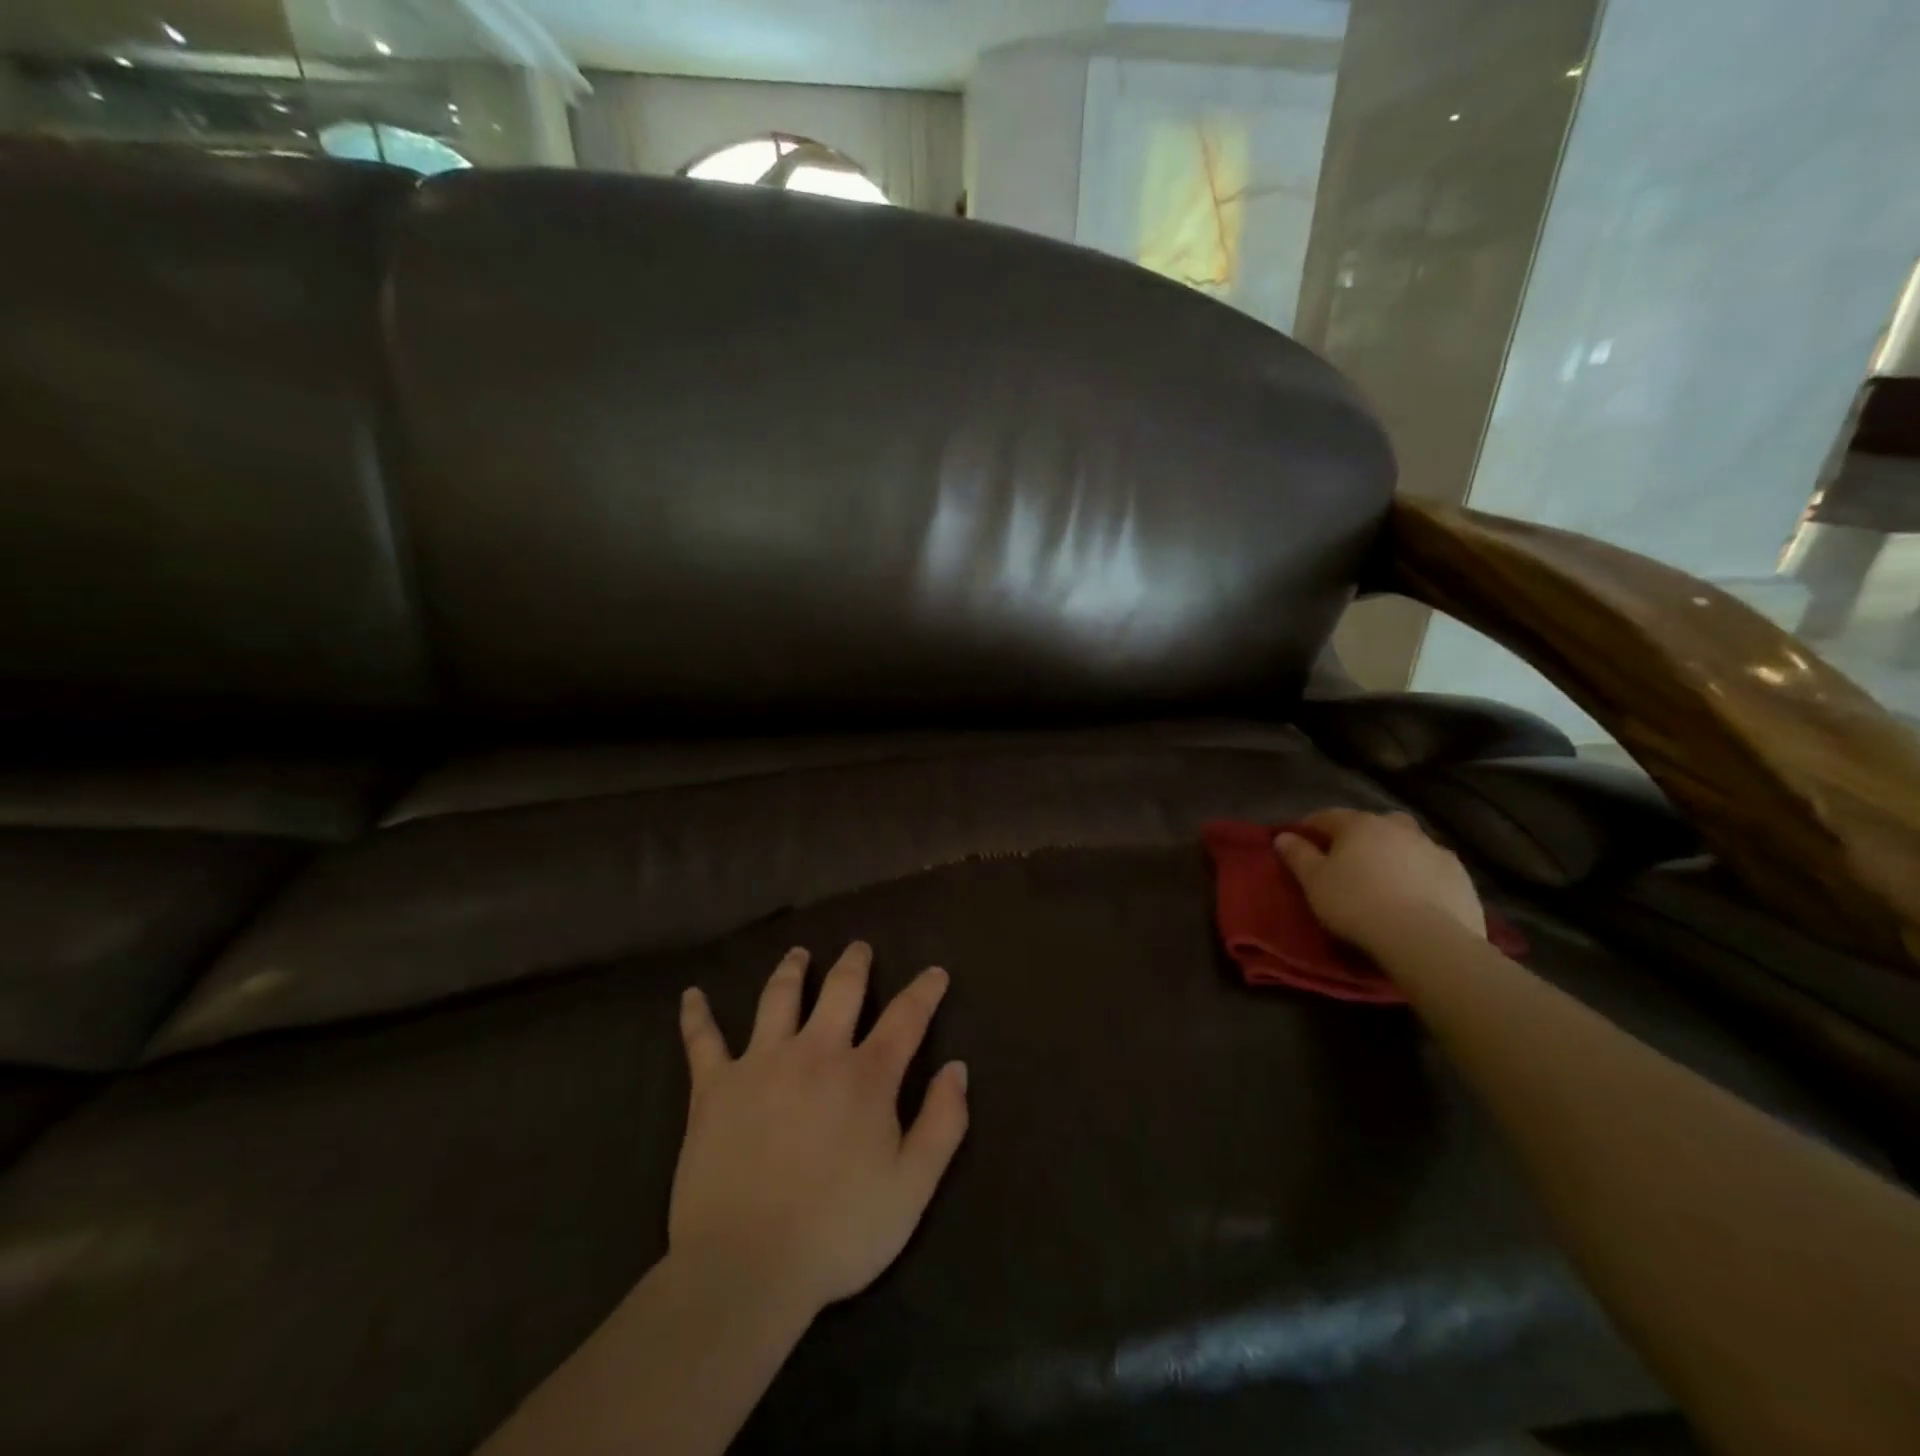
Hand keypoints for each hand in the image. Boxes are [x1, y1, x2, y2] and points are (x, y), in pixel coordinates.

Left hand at [670, 942, 969, 1320]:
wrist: (746, 1268)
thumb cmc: (837, 1232)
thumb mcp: (912, 1188)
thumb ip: (943, 1123)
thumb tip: (957, 1067)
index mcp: (865, 1076)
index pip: (906, 1017)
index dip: (924, 990)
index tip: (935, 972)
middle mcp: (816, 1052)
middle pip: (841, 989)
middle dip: (855, 964)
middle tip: (860, 948)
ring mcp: (761, 1063)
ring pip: (779, 997)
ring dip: (792, 970)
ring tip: (798, 954)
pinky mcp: (714, 1086)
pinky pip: (702, 1041)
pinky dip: (696, 1015)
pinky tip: (691, 995)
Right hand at [1275, 808, 1484, 953]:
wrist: (1425, 938)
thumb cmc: (1356, 903)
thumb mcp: (1314, 881)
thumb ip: (1298, 855)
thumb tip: (1283, 836)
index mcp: (1360, 824)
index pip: (1328, 816)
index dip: (1311, 826)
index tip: (1300, 840)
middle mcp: (1398, 828)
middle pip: (1373, 824)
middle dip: (1359, 835)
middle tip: (1348, 859)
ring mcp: (1434, 849)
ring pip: (1407, 843)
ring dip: (1394, 853)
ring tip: (1384, 878)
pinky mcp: (1460, 876)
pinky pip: (1431, 868)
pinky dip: (1420, 874)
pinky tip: (1415, 896)